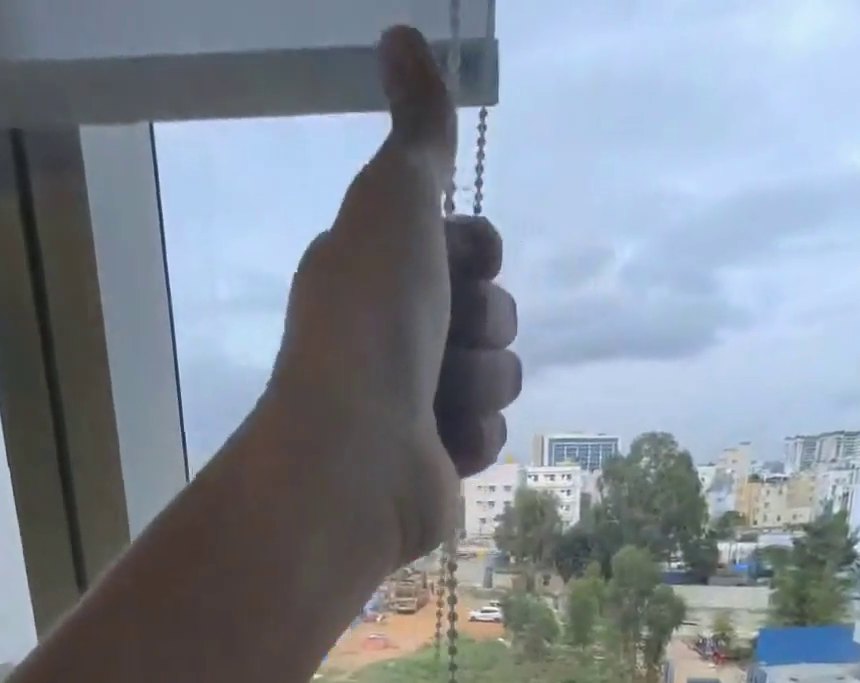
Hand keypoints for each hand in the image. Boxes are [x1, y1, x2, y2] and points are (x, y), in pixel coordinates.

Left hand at [266, 25, 520, 567]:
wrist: (358, 454)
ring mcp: (422, 407)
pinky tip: (442, 444)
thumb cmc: (370, 326)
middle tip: (442, 339)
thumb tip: (402, 37)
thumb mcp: (392, 204)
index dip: (475, 252)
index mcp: (383, 276)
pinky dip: (473, 436)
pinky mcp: (440, 463)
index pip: (472, 248)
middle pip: (494, 312)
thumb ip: (415, 134)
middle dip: (481, 322)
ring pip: (500, 376)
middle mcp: (401, 339)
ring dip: (479, 383)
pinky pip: (491, 434)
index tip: (452, 262)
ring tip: (434, 402)